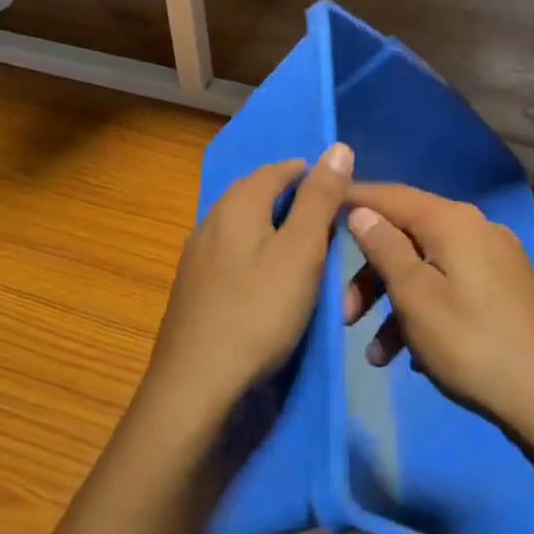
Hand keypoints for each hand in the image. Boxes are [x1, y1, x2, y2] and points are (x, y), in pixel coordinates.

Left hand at [143, 143, 352, 428]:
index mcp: (236, 205)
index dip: (310, 174)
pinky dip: (259, 259)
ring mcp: (196, 259)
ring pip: (243, 229)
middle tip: (330, 225)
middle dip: (293, 202)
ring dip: (275, 232)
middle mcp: (210, 222)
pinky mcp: (193, 292)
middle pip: (256, 196)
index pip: (277, 169)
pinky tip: (272, 285)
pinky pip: (233, 258)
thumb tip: (337, 147)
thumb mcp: (301, 252)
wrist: (196, 387)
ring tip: (308, 255)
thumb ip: (319, 199)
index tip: (339, 193)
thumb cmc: (258, 312)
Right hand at [343, 184, 533, 439]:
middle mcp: (476, 229)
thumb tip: (362, 211)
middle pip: (408, 236)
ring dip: (394, 304)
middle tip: (345, 314)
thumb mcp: (415, 297)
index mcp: (453, 222)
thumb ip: (384, 248)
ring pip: (427, 267)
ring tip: (376, 353)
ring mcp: (495, 260)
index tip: (319, 210)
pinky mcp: (504, 290)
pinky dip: (425, 311)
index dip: (354, 200)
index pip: (392, 195)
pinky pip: (451, 287)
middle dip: (371, 273)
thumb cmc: (472, 344)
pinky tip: (412, 356)